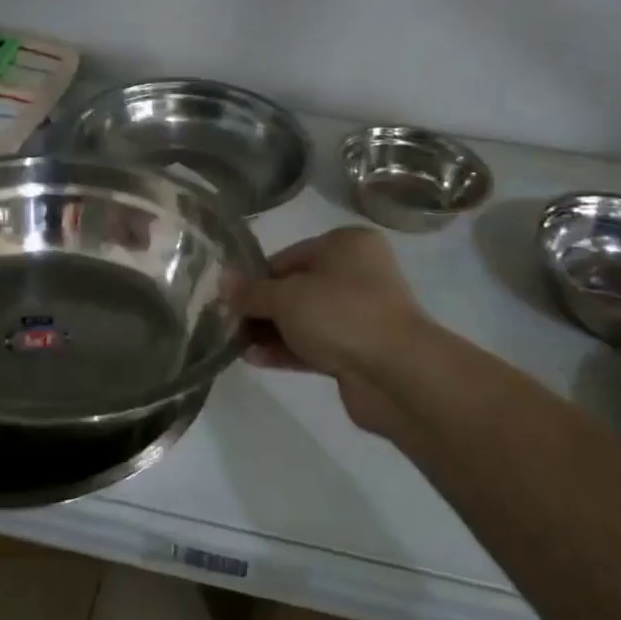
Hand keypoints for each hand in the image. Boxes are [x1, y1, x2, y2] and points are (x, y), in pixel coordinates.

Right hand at [227, 227, 427, 437]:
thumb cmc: (340, 314)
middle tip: (228, 322)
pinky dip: (288, 350)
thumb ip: (251, 291)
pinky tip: (255, 360)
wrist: (398, 373)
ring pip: (305, 319)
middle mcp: (357, 274)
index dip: (256, 277)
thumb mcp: (286, 297)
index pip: (288, 256)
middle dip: (262, 308)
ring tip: (235, 345)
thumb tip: (222, 280)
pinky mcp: (360, 350)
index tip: (229, 298)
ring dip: (271, 332)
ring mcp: (361, 314)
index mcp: (346, 245)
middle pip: (297, 288)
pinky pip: (316, 345)